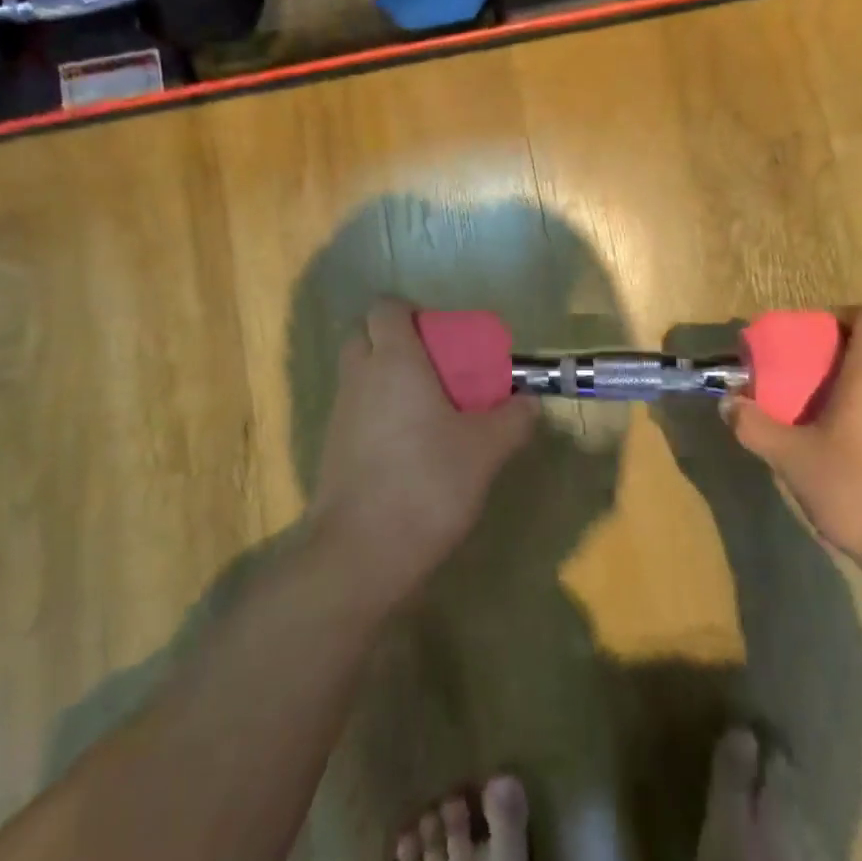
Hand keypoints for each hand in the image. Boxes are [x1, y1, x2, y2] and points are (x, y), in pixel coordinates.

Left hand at [310, 298, 539, 607]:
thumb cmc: (427, 482)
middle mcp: (360, 377)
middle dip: (392, 339)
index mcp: (394, 361)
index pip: (385, 308)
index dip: (408, 310)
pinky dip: (375, 411)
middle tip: (433, 364)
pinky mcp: (331, 448)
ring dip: (384, 377)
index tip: (439, 332)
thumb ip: (512, 419)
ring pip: (357, 374)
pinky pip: (354, 409)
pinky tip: (407, 443)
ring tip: (426, 406)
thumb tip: (530, 402)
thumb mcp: (485, 450)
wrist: (362, 552)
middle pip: (363, 335)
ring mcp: (340, 413)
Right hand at [723, 307, 861, 578]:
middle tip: (793, 374)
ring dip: (843, 386)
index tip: (805, 337)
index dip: (837, 317)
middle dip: (829, 354)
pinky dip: (858, 413)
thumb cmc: (859, 487)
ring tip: (805, 409)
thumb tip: (727, 404)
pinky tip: (831, 444)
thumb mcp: (793, 457)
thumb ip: (755, 426)